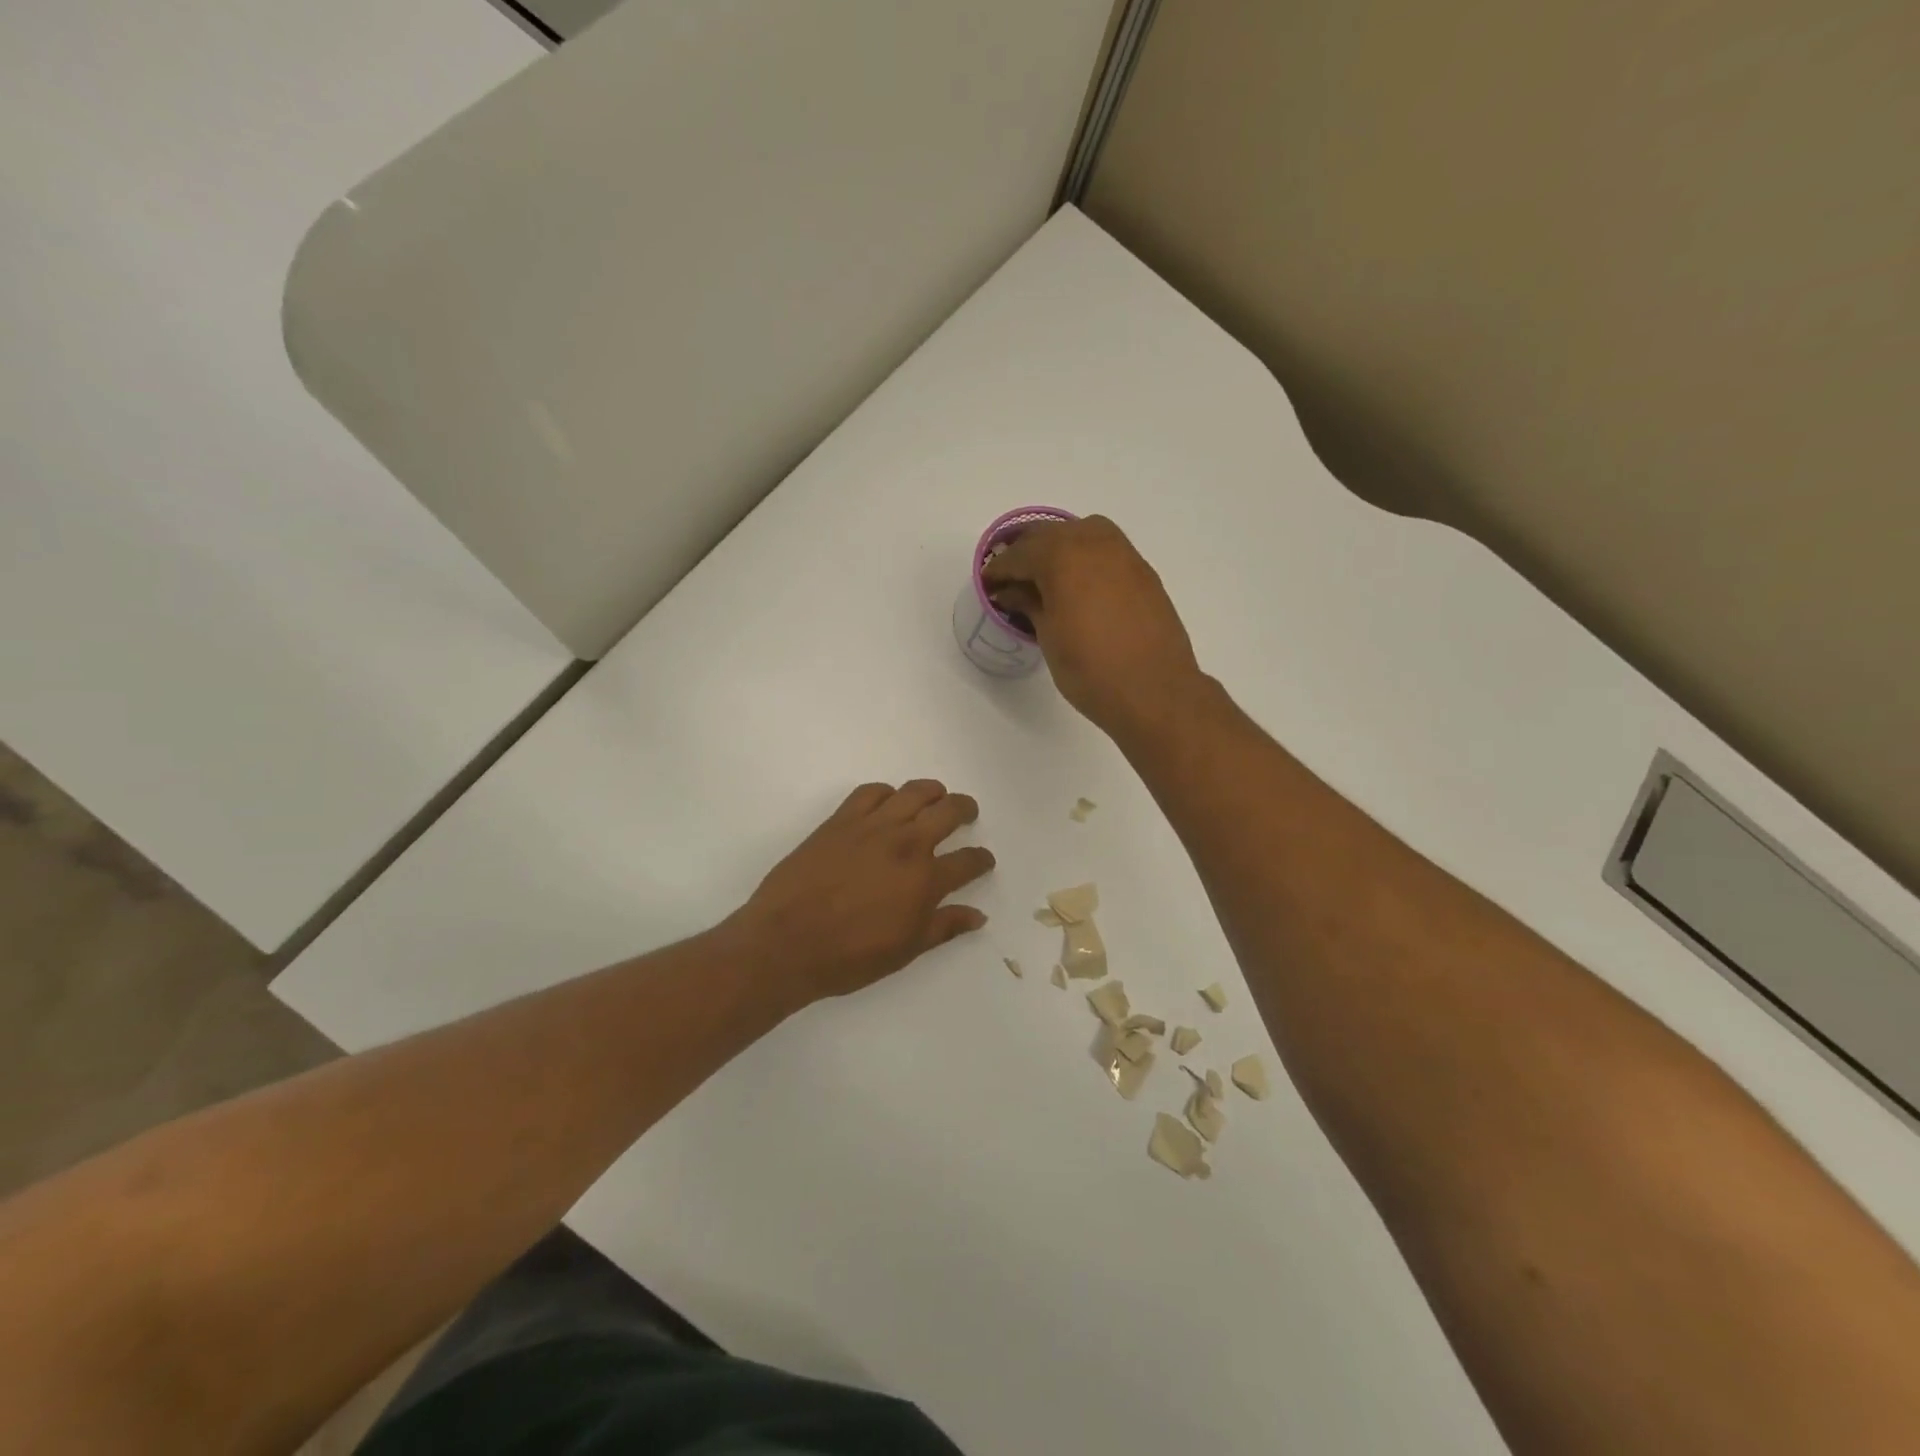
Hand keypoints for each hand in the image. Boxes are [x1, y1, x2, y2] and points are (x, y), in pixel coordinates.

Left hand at [726, 780, 994, 1007]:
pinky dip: (886, 792)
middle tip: (967, 813)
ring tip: (936, 797)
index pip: (968, 861)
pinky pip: (870, 792)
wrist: (786, 943)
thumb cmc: (849, 957)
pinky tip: (888, 802)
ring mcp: (872, 827)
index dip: (981, 859)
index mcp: (926, 880)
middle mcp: (906, 844)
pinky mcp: (840, 821)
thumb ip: (944, 927)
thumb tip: (978, 915)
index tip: (984, 860)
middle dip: (965, 809)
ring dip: (933, 791)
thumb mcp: (906, 950)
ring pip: (913, 792)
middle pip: (948, 812)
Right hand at [981, 515, 1203, 732]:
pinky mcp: (1143, 571)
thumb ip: (1029, 604)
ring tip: (1044, 576)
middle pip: (1050, 534)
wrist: (1154, 691)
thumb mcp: (1049, 637)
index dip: (999, 569)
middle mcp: (1094, 543)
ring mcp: (1123, 554)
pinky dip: (1085, 557)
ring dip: (1058, 547)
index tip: (988, 584)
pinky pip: (1105, 549)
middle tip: (1010, 577)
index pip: (1019, 555)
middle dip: (1026, 552)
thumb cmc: (1090, 669)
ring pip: (1081, 533)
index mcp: (1062, 556)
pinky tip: (1078, 584)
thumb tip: (1012, 592)